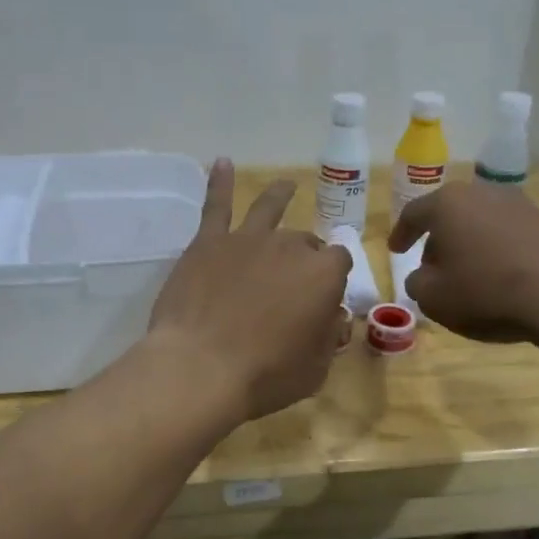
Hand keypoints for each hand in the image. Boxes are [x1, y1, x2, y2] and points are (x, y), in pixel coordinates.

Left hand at [149, 160, 351, 420]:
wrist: (200, 368)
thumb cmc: (265, 375)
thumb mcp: (315, 368)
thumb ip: (328, 338)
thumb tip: (334, 318)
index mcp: (323, 275)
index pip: (338, 264)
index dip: (332, 280)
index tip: (323, 299)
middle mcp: (289, 247)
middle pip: (303, 242)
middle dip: (305, 256)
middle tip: (293, 282)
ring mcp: (247, 240)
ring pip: (268, 209)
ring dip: (279, 196)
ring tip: (286, 186)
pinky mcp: (208, 243)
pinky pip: (215, 205)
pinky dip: (218, 182)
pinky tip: (220, 162)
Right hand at [387, 182, 538, 344]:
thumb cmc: (486, 291)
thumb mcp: (434, 298)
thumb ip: (418, 283)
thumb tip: (424, 276)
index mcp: (447, 204)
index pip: (414, 213)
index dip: (401, 233)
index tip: (395, 250)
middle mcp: (482, 193)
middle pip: (450, 214)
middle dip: (438, 240)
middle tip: (432, 267)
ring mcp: (519, 204)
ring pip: (480, 222)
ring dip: (469, 245)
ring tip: (468, 274)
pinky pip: (508, 234)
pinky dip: (496, 251)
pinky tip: (499, 277)